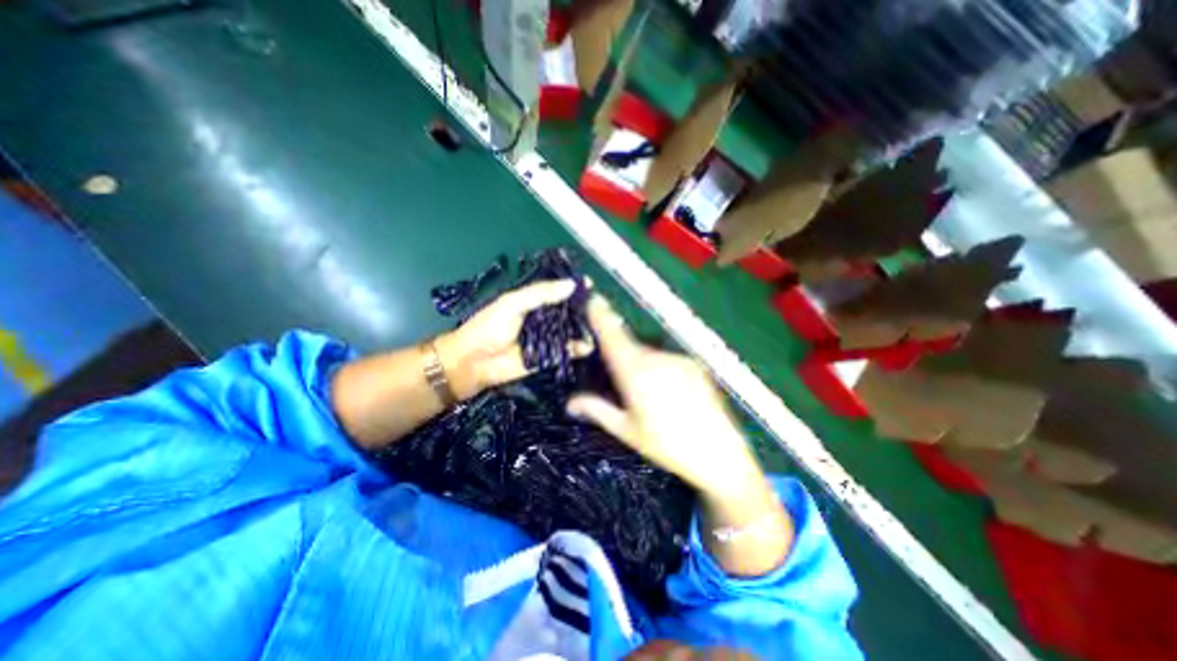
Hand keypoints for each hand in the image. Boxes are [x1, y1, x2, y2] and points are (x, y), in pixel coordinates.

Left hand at [432, 276, 592, 400]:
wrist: (475, 362)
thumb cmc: (490, 327)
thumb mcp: (512, 303)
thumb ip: (540, 293)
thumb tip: (572, 284)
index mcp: (534, 300)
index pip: (558, 290)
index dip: (574, 287)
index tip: (592, 285)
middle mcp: (544, 317)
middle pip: (569, 310)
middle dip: (585, 308)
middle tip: (605, 307)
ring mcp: (548, 338)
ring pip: (572, 329)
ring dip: (586, 327)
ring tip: (606, 324)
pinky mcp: (550, 357)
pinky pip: (569, 350)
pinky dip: (580, 348)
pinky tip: (592, 344)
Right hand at [568, 293, 764, 499]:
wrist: (720, 454)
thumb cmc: (667, 446)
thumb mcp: (627, 431)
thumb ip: (597, 410)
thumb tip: (570, 401)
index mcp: (635, 372)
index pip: (612, 336)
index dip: (601, 316)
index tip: (592, 300)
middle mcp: (656, 357)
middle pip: (630, 345)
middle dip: (621, 353)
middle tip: (621, 381)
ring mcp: (678, 358)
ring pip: (650, 353)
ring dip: (643, 364)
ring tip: (651, 395)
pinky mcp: (694, 364)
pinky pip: (668, 359)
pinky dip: (661, 368)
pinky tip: (670, 393)